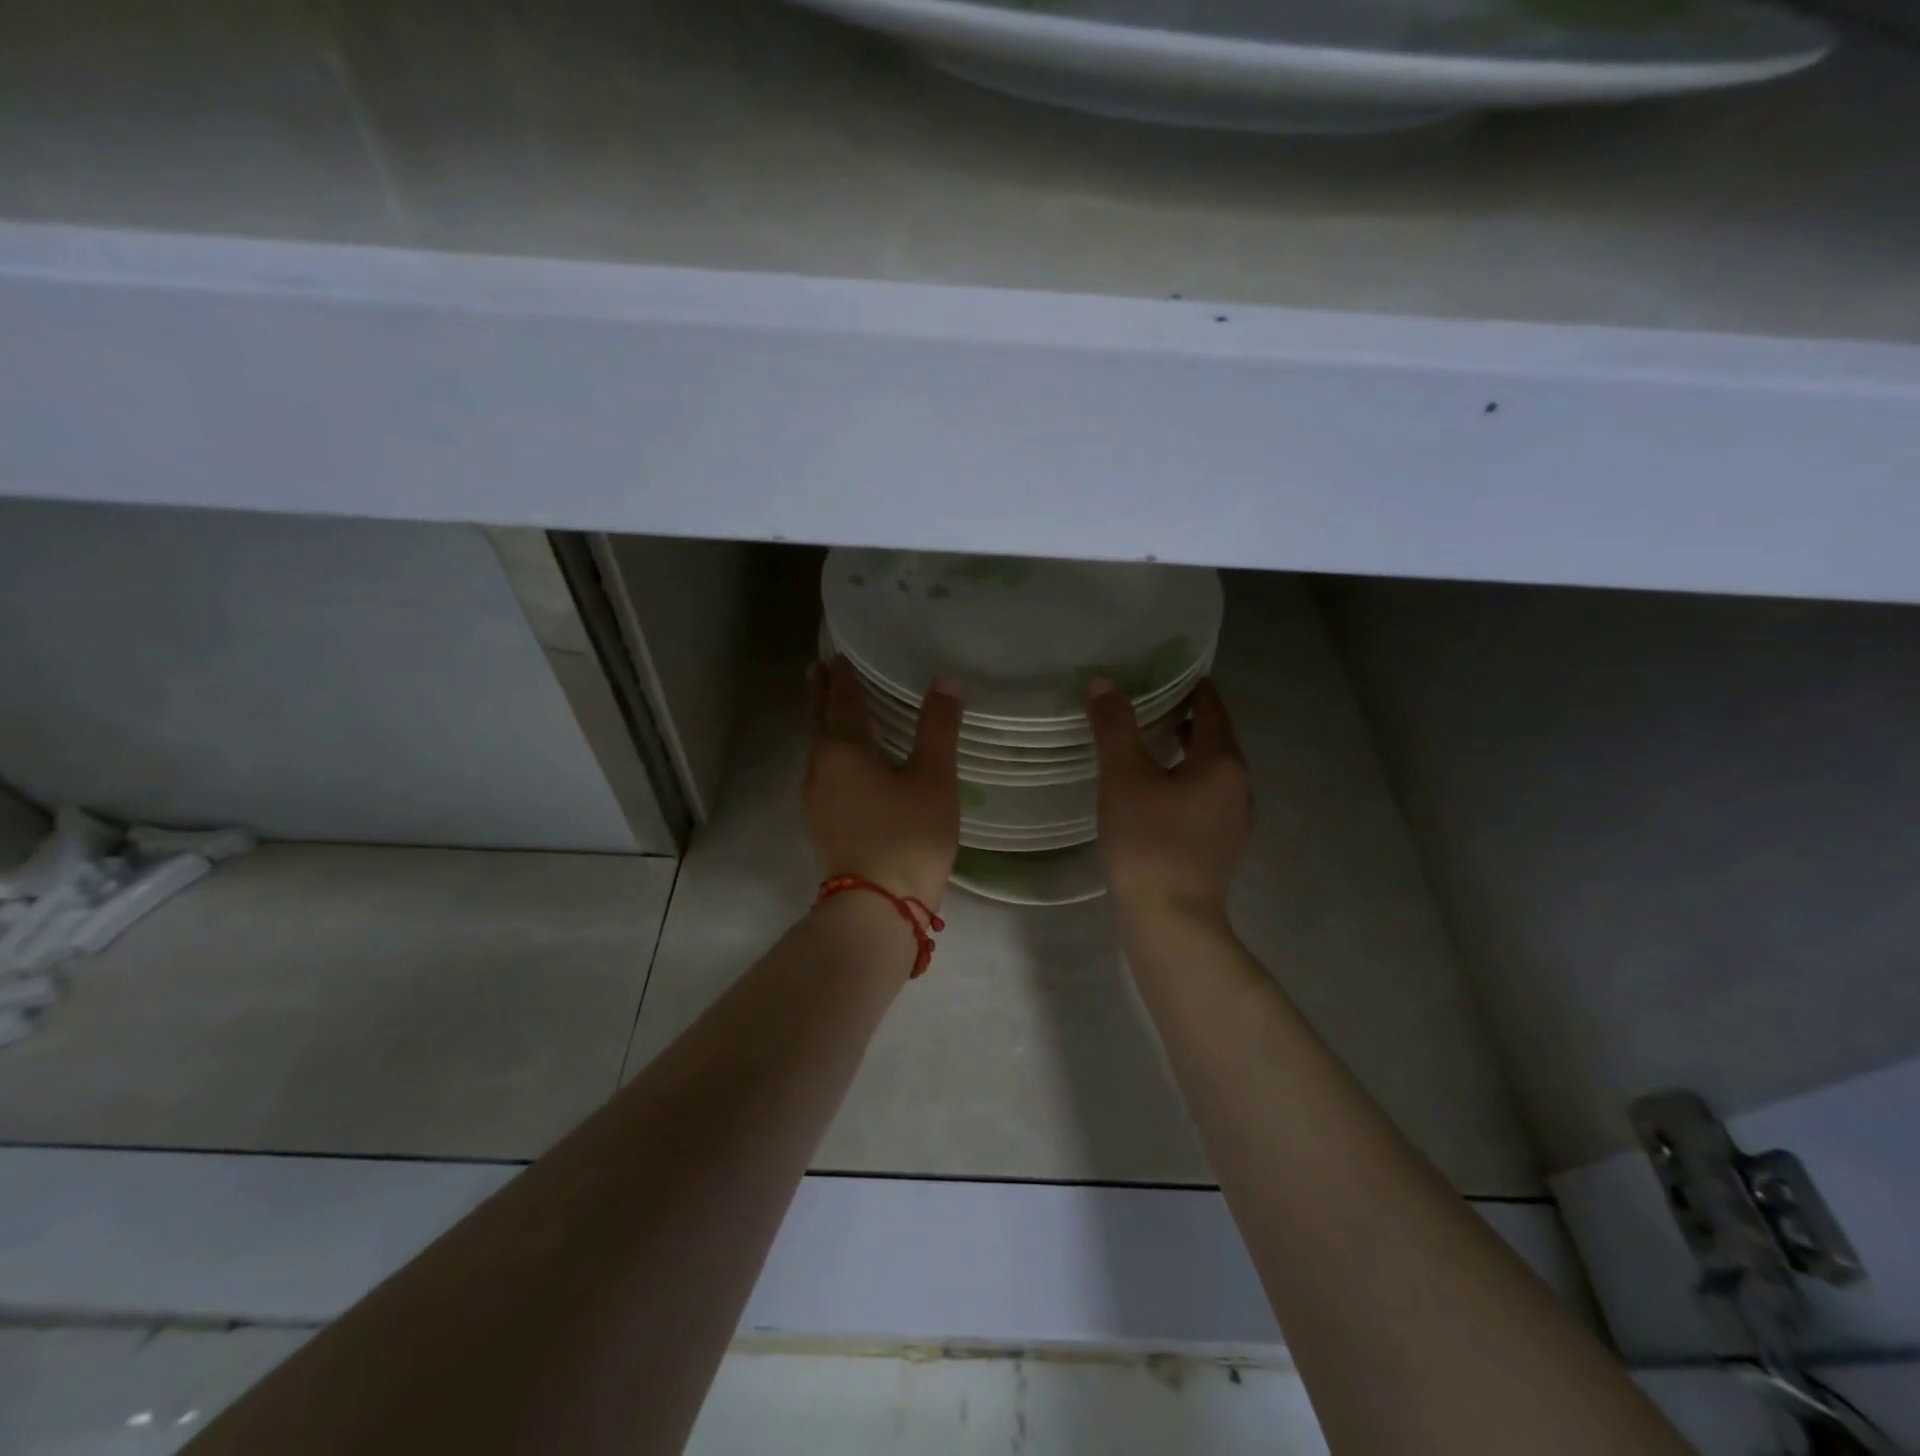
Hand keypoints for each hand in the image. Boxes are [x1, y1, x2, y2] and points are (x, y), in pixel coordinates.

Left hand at [803, 655, 961, 909]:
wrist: (877, 907)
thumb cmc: (907, 835)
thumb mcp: (933, 778)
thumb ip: (938, 728)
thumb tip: (944, 682)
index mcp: (844, 750)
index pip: (841, 702)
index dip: (842, 677)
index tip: (836, 656)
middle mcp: (820, 768)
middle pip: (819, 722)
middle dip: (820, 695)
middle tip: (818, 670)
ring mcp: (815, 800)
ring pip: (816, 750)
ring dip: (821, 724)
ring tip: (828, 708)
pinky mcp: (820, 825)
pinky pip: (820, 773)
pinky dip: (827, 753)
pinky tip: (839, 765)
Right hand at [1087, 676, 1251, 926]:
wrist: (1171, 922)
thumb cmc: (1148, 842)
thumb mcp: (1124, 778)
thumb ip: (1115, 727)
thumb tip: (1104, 681)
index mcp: (1222, 762)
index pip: (1212, 709)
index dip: (1192, 687)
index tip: (1168, 673)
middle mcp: (1238, 787)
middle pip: (1214, 740)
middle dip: (1185, 720)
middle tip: (1148, 704)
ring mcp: (1233, 821)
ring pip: (1210, 772)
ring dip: (1184, 753)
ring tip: (1148, 746)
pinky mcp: (1220, 848)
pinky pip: (1204, 799)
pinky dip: (1184, 783)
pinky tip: (1156, 795)